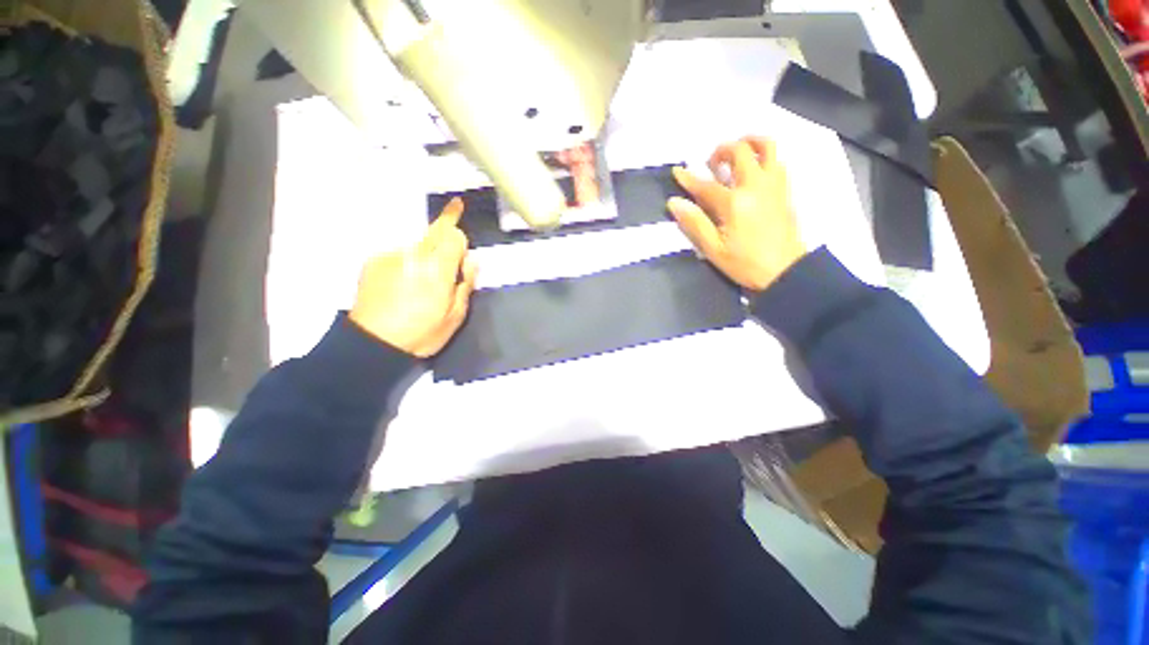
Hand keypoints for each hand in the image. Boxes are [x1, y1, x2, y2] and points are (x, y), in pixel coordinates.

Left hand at [349, 198, 476, 357]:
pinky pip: (399, 253)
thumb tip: (472, 260)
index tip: (462, 225)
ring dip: (425, 253)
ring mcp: (390, 256)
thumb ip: (466, 284)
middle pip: (434, 230)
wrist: (372, 344)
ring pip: (417, 243)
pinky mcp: (373, 261)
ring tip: (421, 281)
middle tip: (454, 214)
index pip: (453, 235)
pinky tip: (401, 283)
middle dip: (446, 227)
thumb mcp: (455, 316)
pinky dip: (406, 261)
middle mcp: (414, 254)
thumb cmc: (421, 333)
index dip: (460, 233)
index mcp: (437, 269)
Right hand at [666, 137, 805, 291]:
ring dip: (749, 142)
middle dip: (721, 151)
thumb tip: (675, 203)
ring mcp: (774, 185)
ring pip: (767, 147)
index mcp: (734, 203)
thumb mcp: (713, 249)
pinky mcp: (785, 190)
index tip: (677, 172)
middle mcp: (755, 186)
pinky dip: (765, 155)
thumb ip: (694, 223)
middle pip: (740, 152)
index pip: (706, 185)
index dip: (688, 179)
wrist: (785, 271)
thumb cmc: (745, 263)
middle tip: (711, 162)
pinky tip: (755, 168)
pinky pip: (777, 160)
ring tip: (737, 151)